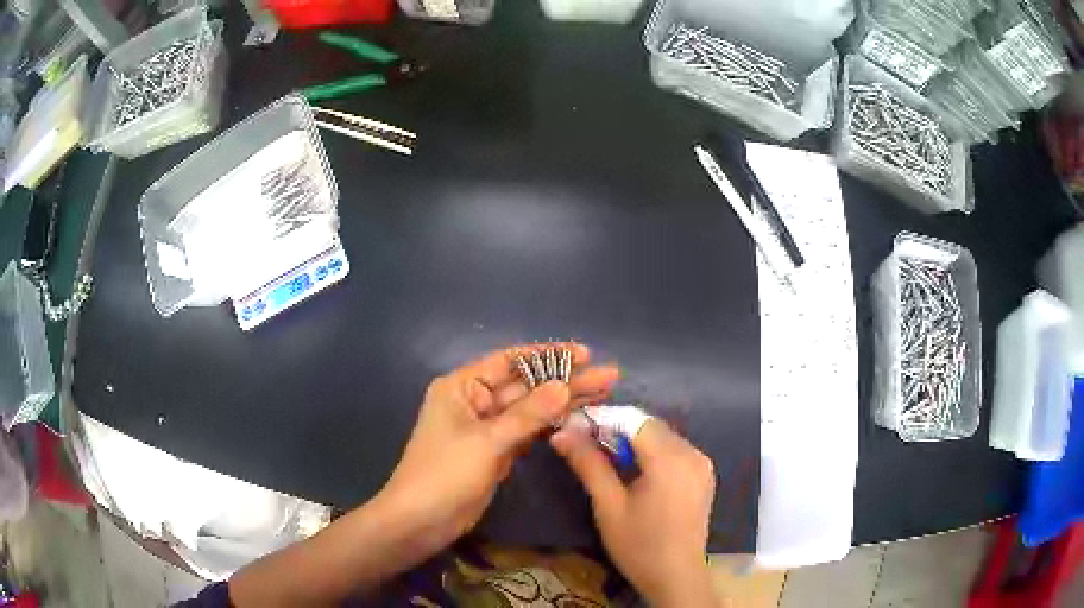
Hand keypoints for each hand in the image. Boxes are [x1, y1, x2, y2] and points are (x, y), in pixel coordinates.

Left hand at [376, 343, 619, 560]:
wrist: (421, 520)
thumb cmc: (446, 474)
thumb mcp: (487, 441)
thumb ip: (528, 414)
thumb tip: (564, 386)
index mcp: (462, 387)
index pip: (510, 361)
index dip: (549, 356)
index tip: (585, 354)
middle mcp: (474, 401)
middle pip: (525, 386)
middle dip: (565, 381)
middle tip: (609, 377)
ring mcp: (486, 428)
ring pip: (530, 411)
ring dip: (563, 404)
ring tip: (603, 394)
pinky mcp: (495, 452)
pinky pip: (526, 433)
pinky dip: (550, 427)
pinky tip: (577, 420)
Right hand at [551, 419, 717, 607]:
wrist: (676, 577)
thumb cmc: (638, 545)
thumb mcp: (608, 506)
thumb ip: (588, 465)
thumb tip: (561, 433)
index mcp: (670, 459)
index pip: (634, 420)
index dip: (602, 419)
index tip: (573, 428)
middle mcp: (692, 453)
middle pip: (649, 426)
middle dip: (616, 429)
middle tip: (583, 444)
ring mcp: (702, 464)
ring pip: (662, 437)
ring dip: (633, 441)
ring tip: (604, 458)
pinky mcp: (704, 475)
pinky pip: (674, 451)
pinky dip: (651, 452)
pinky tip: (633, 471)